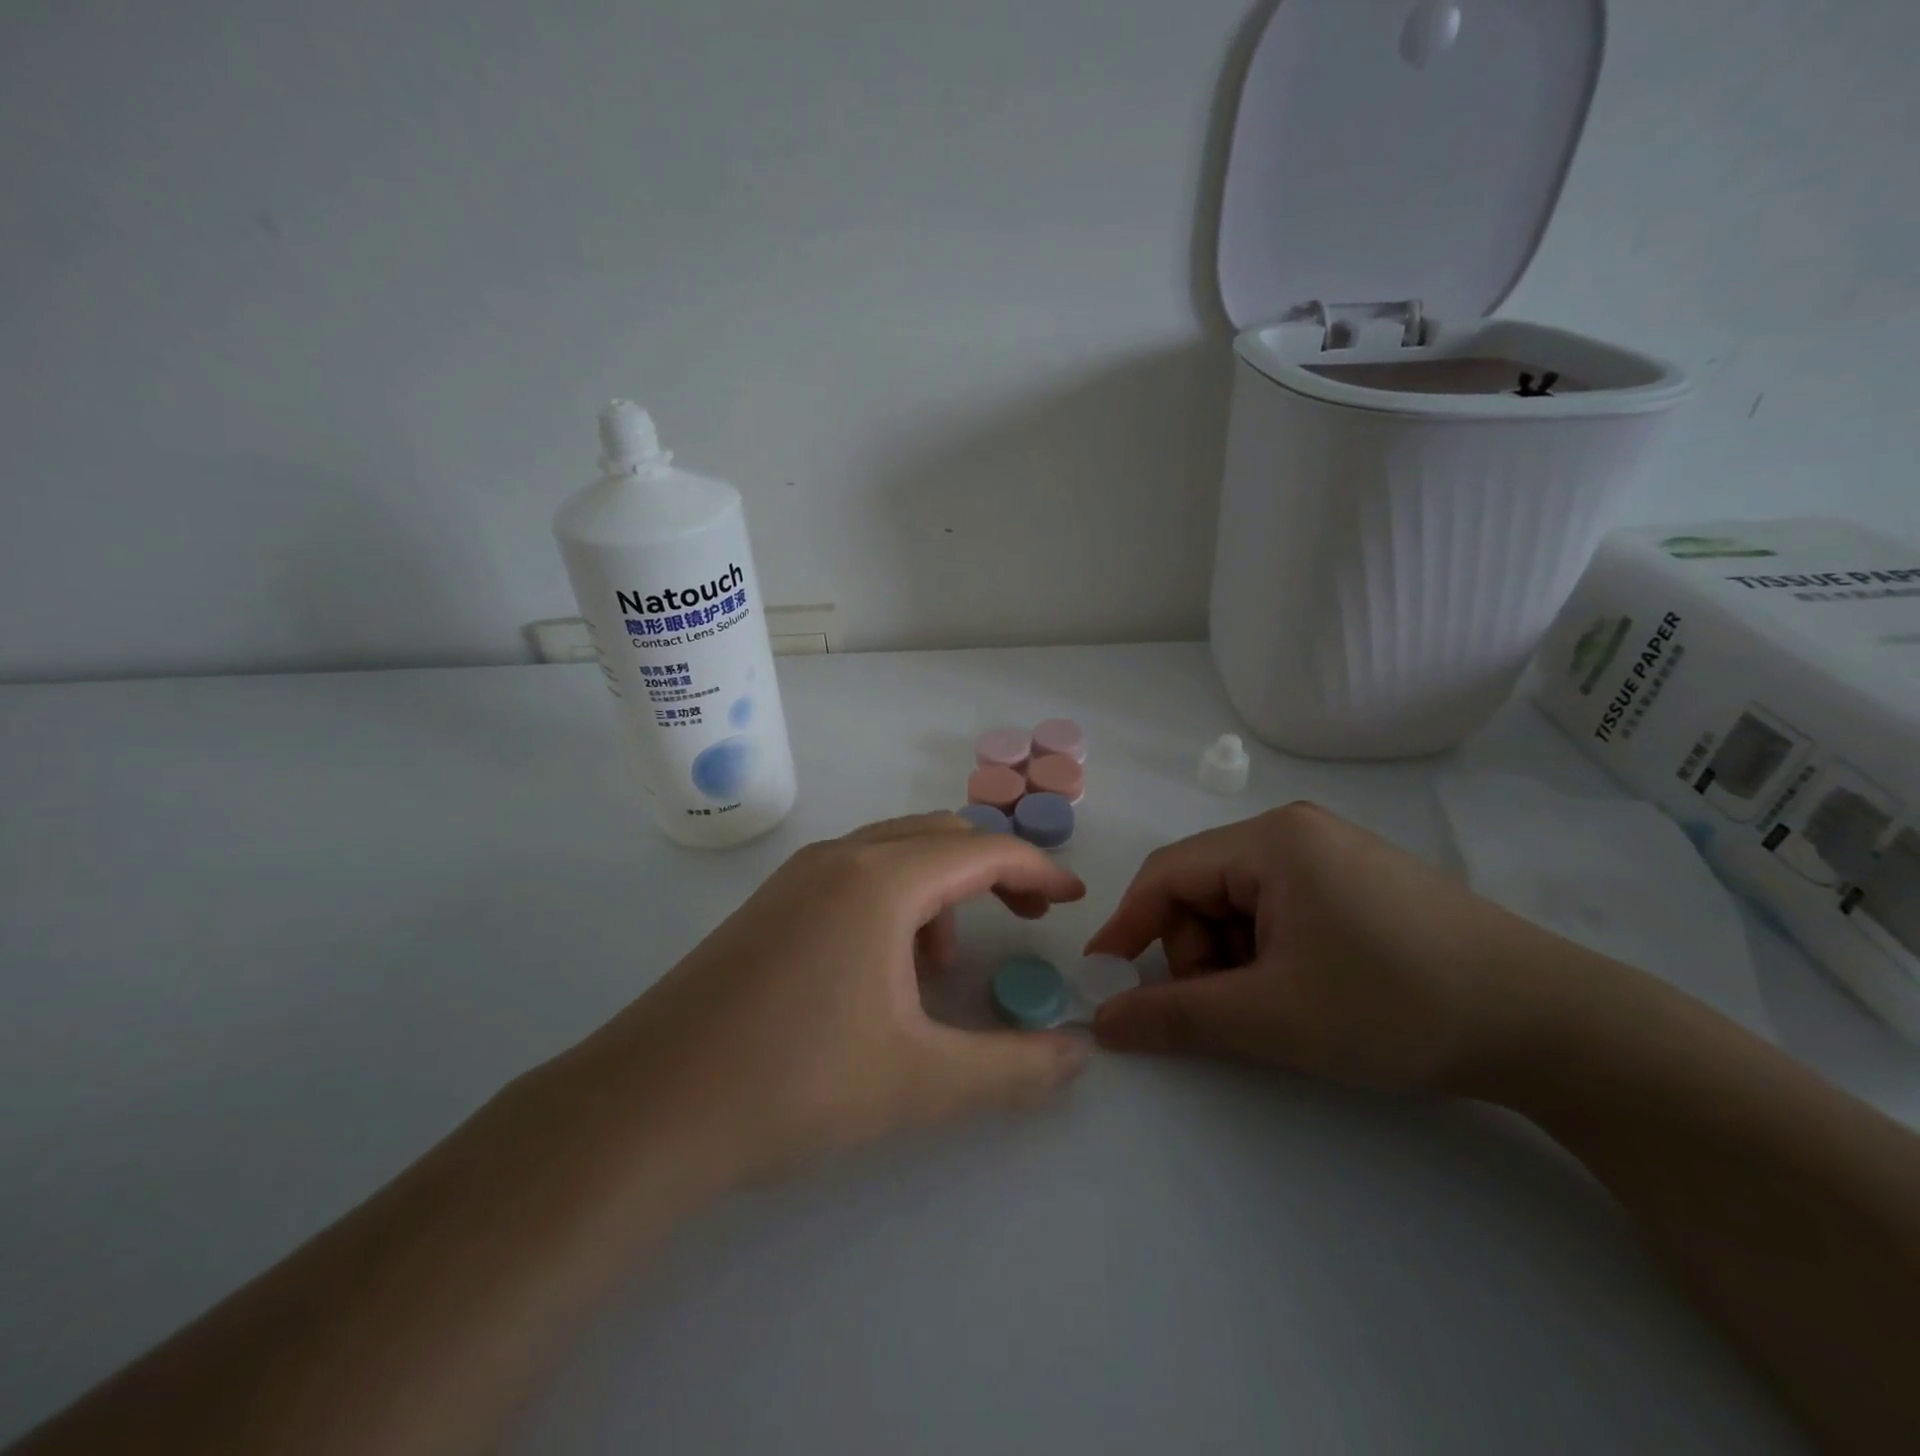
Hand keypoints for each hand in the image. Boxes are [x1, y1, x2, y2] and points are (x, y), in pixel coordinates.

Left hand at [562, 814, 1090, 1188]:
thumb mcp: (922, 1082)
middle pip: (940, 835)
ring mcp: (796, 876)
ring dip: (939, 889)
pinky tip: (880, 971)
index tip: (1071, 899)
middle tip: (1024, 920)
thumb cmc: (794, 1084)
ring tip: (939, 967)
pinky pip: (853, 874)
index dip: (1037, 868)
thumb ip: (1015, 1068)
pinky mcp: (768, 903)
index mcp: (881, 880)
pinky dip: (893, 900)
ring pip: (893, 852)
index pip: (982, 849)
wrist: (648, 1107)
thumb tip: (1079, 1054)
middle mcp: (840, 857)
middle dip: (992, 870)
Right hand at [1085, 803, 1564, 1094]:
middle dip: (1195, 952)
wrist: (1551, 1025)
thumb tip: (1103, 1021)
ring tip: (1274, 1009)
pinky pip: (1280, 909)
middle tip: (1224, 1012)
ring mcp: (1331, 854)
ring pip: (1240, 903)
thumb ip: (1177, 1017)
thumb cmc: (1396, 1006)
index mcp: (1270, 841)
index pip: (1167, 873)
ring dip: (1233, 958)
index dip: (1128, 926)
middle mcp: (1295, 832)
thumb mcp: (1273, 1017)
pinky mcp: (1357, 882)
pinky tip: (1304, 991)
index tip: (1104, 979)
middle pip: (1203, 888)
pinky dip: (1269, 953)